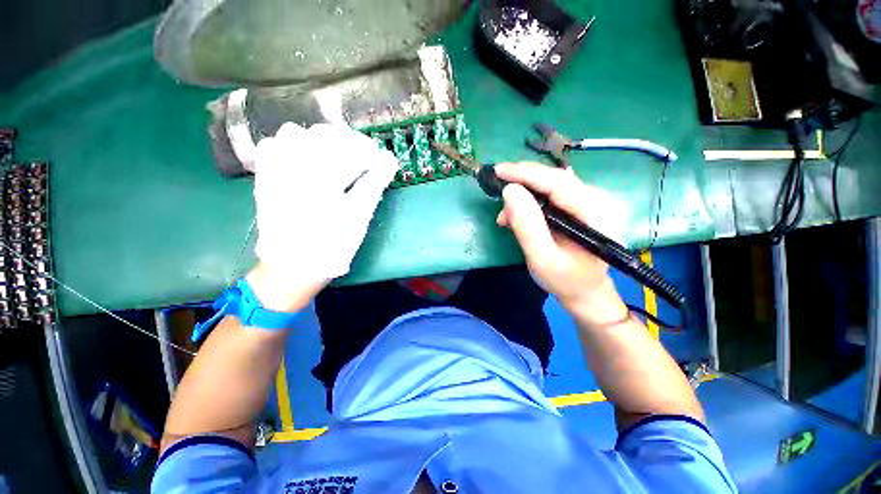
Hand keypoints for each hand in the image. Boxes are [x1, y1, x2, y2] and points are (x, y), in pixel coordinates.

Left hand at [249, 123, 398, 310]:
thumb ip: (373, 185)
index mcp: (322, 177)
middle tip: (363, 158)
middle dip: (348, 142)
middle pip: (324, 135)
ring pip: (295, 133)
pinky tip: (304, 158)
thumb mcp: (358, 217)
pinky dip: (290, 145)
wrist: (293, 265)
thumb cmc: (332, 244)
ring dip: (320, 140)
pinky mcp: (265, 178)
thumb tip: (389, 160)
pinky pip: (272, 146)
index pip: (350, 149)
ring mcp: (275, 170)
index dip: (370, 152)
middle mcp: (295, 166)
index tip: (382, 160)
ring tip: (335, 156)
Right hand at [495, 163, 629, 324]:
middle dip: (522, 182)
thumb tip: (510, 191)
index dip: (526, 173)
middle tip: (497, 190)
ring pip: (551, 184)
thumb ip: (527, 226)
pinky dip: (531, 200)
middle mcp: (598, 199)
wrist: (586, 290)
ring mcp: (591, 200)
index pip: (558, 182)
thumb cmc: (565, 280)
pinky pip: (552, 193)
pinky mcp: (581, 204)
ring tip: (505, 217)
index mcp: (595, 213)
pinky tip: (518, 214)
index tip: (498, 171)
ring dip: (524, 194)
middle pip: (555, 178)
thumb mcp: (542, 258)